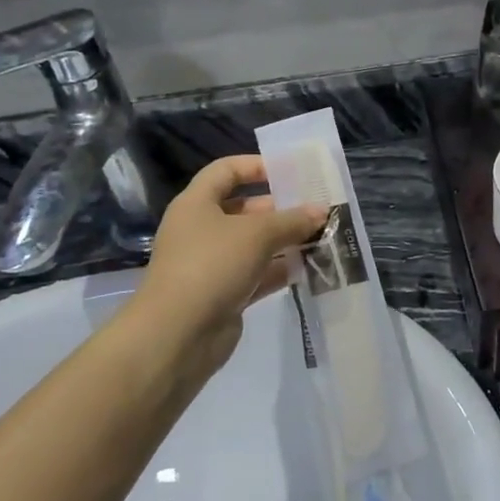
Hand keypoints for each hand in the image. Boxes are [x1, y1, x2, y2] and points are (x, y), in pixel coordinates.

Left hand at [128, 156, 325, 393]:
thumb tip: (321, 211)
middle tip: (316, 208)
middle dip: (280, 208)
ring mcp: (212, 264)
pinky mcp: (224, 294)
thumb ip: (291, 220)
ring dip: (285, 241)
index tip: (290, 171)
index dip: (256, 166)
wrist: (178, 334)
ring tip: (322, 236)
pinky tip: (310, 267)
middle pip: (245, 209)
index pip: (225, 171)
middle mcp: (202, 230)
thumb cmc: (212, 266)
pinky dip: (280, 270)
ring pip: (254, 244)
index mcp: (197, 204)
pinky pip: (258, 274)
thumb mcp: (257, 234)